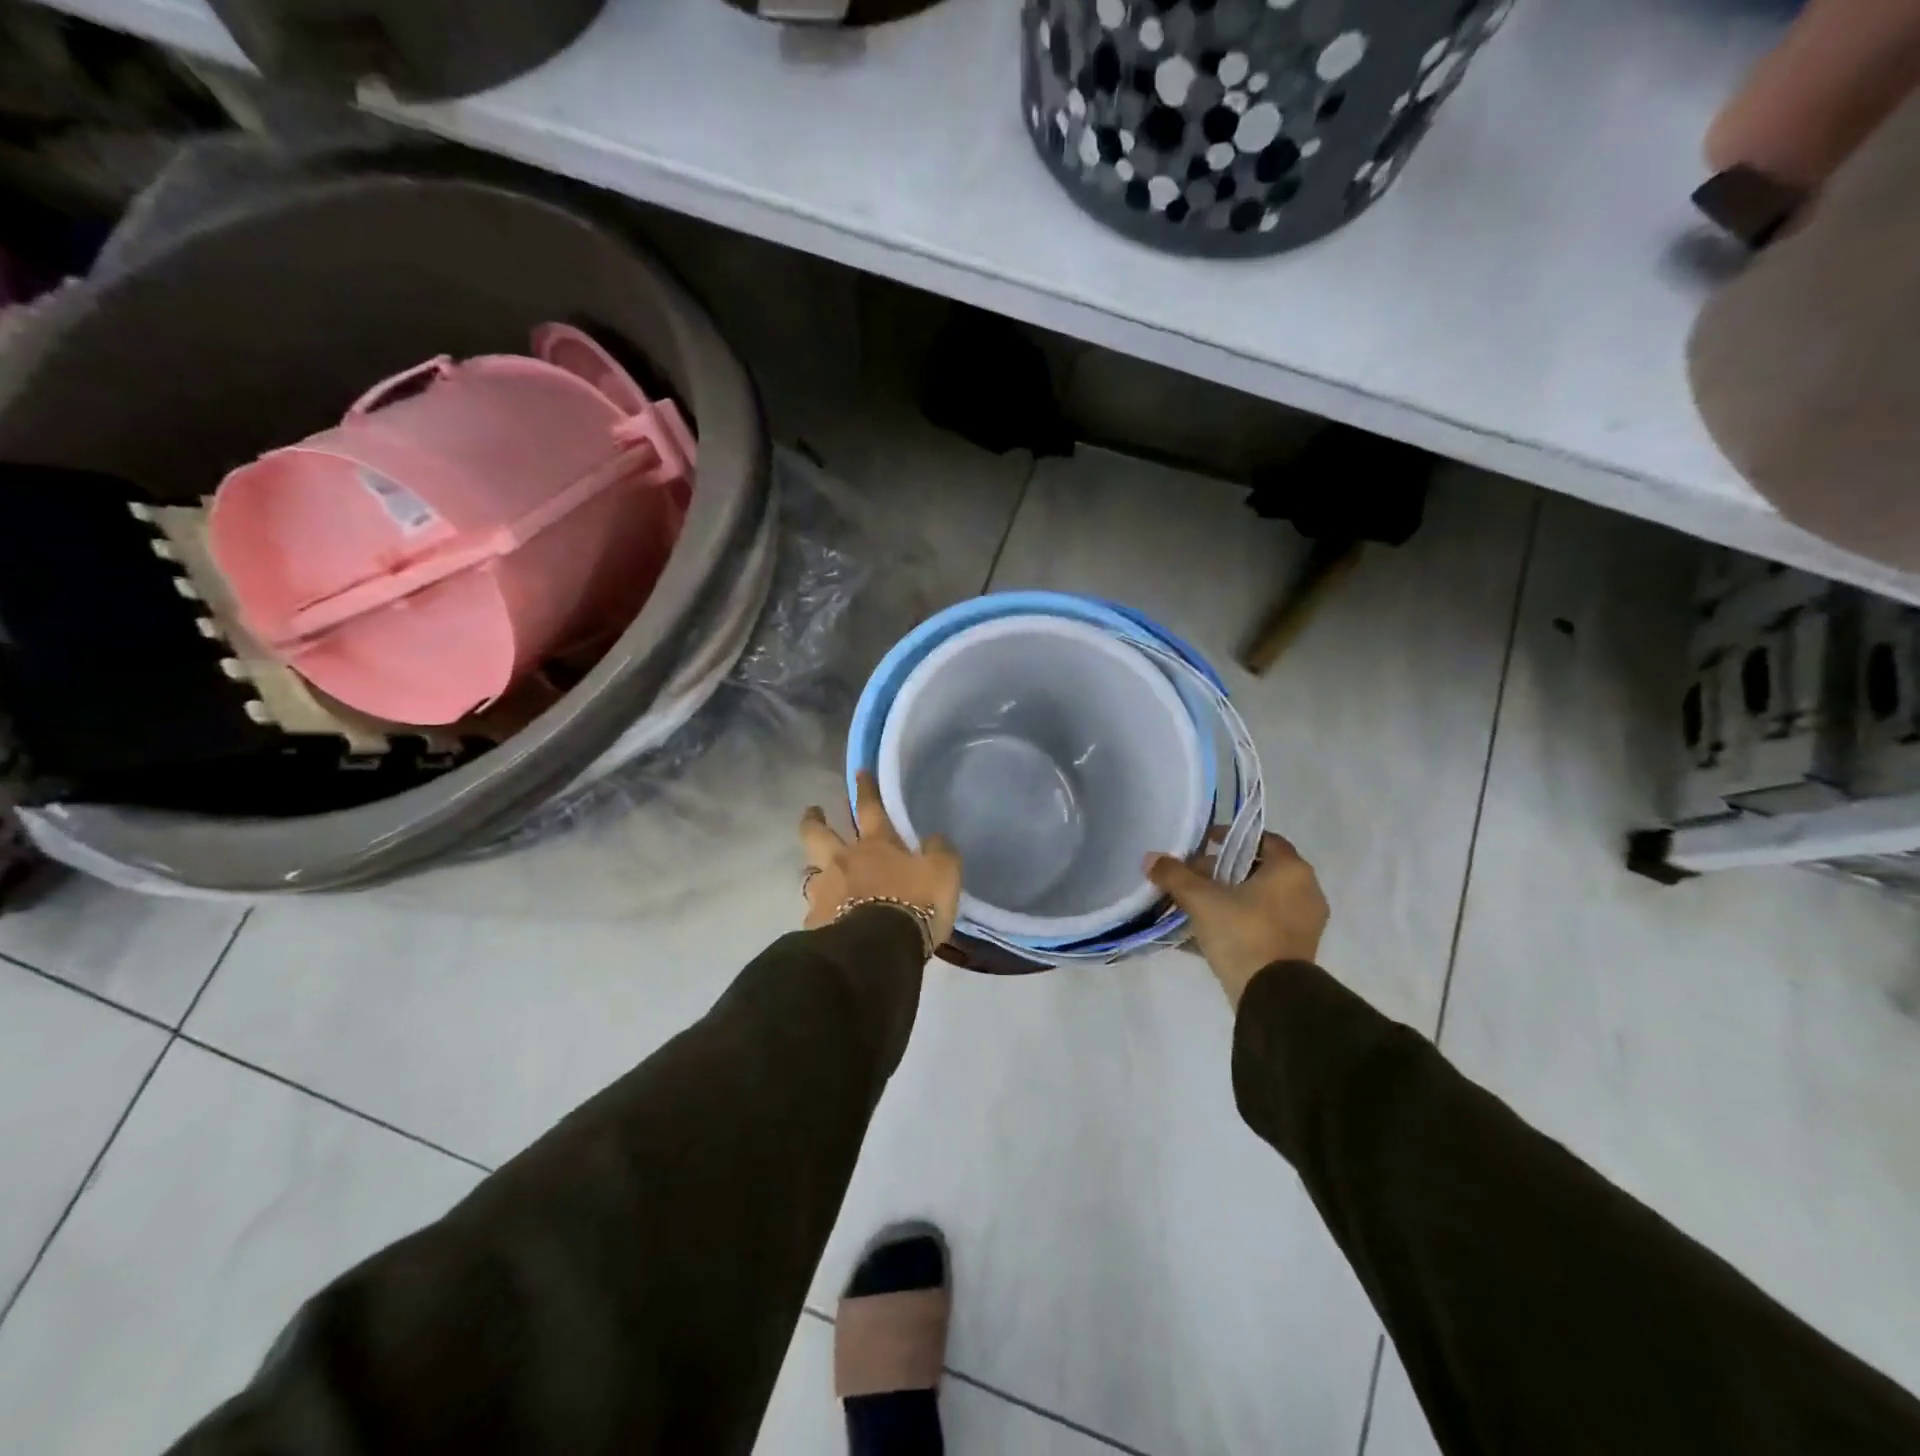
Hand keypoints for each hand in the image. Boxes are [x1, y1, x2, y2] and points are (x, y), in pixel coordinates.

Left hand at [800, 771, 960, 947]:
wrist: (878, 948)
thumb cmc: (914, 904)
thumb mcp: (944, 874)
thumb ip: (940, 852)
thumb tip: (933, 839)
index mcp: (876, 845)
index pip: (869, 808)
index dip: (865, 789)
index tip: (858, 772)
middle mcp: (843, 861)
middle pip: (819, 833)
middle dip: (814, 819)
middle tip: (813, 812)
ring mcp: (825, 892)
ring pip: (811, 871)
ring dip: (813, 868)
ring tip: (817, 873)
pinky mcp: (815, 924)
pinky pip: (814, 913)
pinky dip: (819, 913)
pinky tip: (824, 921)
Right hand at [1146, 832, 1328, 1008]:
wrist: (1271, 996)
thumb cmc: (1242, 932)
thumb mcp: (1200, 899)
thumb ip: (1174, 875)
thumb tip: (1150, 858)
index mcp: (1292, 870)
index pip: (1262, 839)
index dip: (1230, 838)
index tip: (1203, 844)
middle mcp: (1305, 891)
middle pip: (1258, 870)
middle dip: (1222, 871)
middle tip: (1191, 876)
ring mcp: (1304, 923)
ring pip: (1259, 898)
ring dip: (1228, 897)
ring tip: (1193, 903)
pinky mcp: (1296, 949)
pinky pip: (1262, 923)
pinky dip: (1238, 920)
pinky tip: (1205, 931)